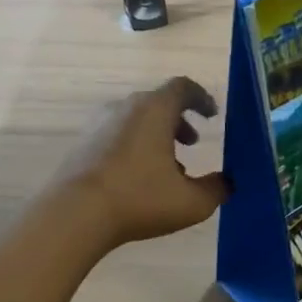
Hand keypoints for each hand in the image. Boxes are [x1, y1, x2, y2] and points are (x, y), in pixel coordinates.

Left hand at [59, 76, 229, 248]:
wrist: (74, 214)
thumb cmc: (139, 198)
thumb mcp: (192, 202)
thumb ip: (217, 189)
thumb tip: (227, 183)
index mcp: (155, 110)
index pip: (183, 87)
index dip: (202, 98)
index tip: (213, 115)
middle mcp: (125, 108)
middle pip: (158, 103)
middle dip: (179, 121)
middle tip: (193, 144)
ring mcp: (99, 124)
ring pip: (137, 121)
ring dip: (157, 137)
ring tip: (169, 168)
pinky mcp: (83, 144)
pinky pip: (117, 136)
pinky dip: (135, 148)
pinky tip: (141, 180)